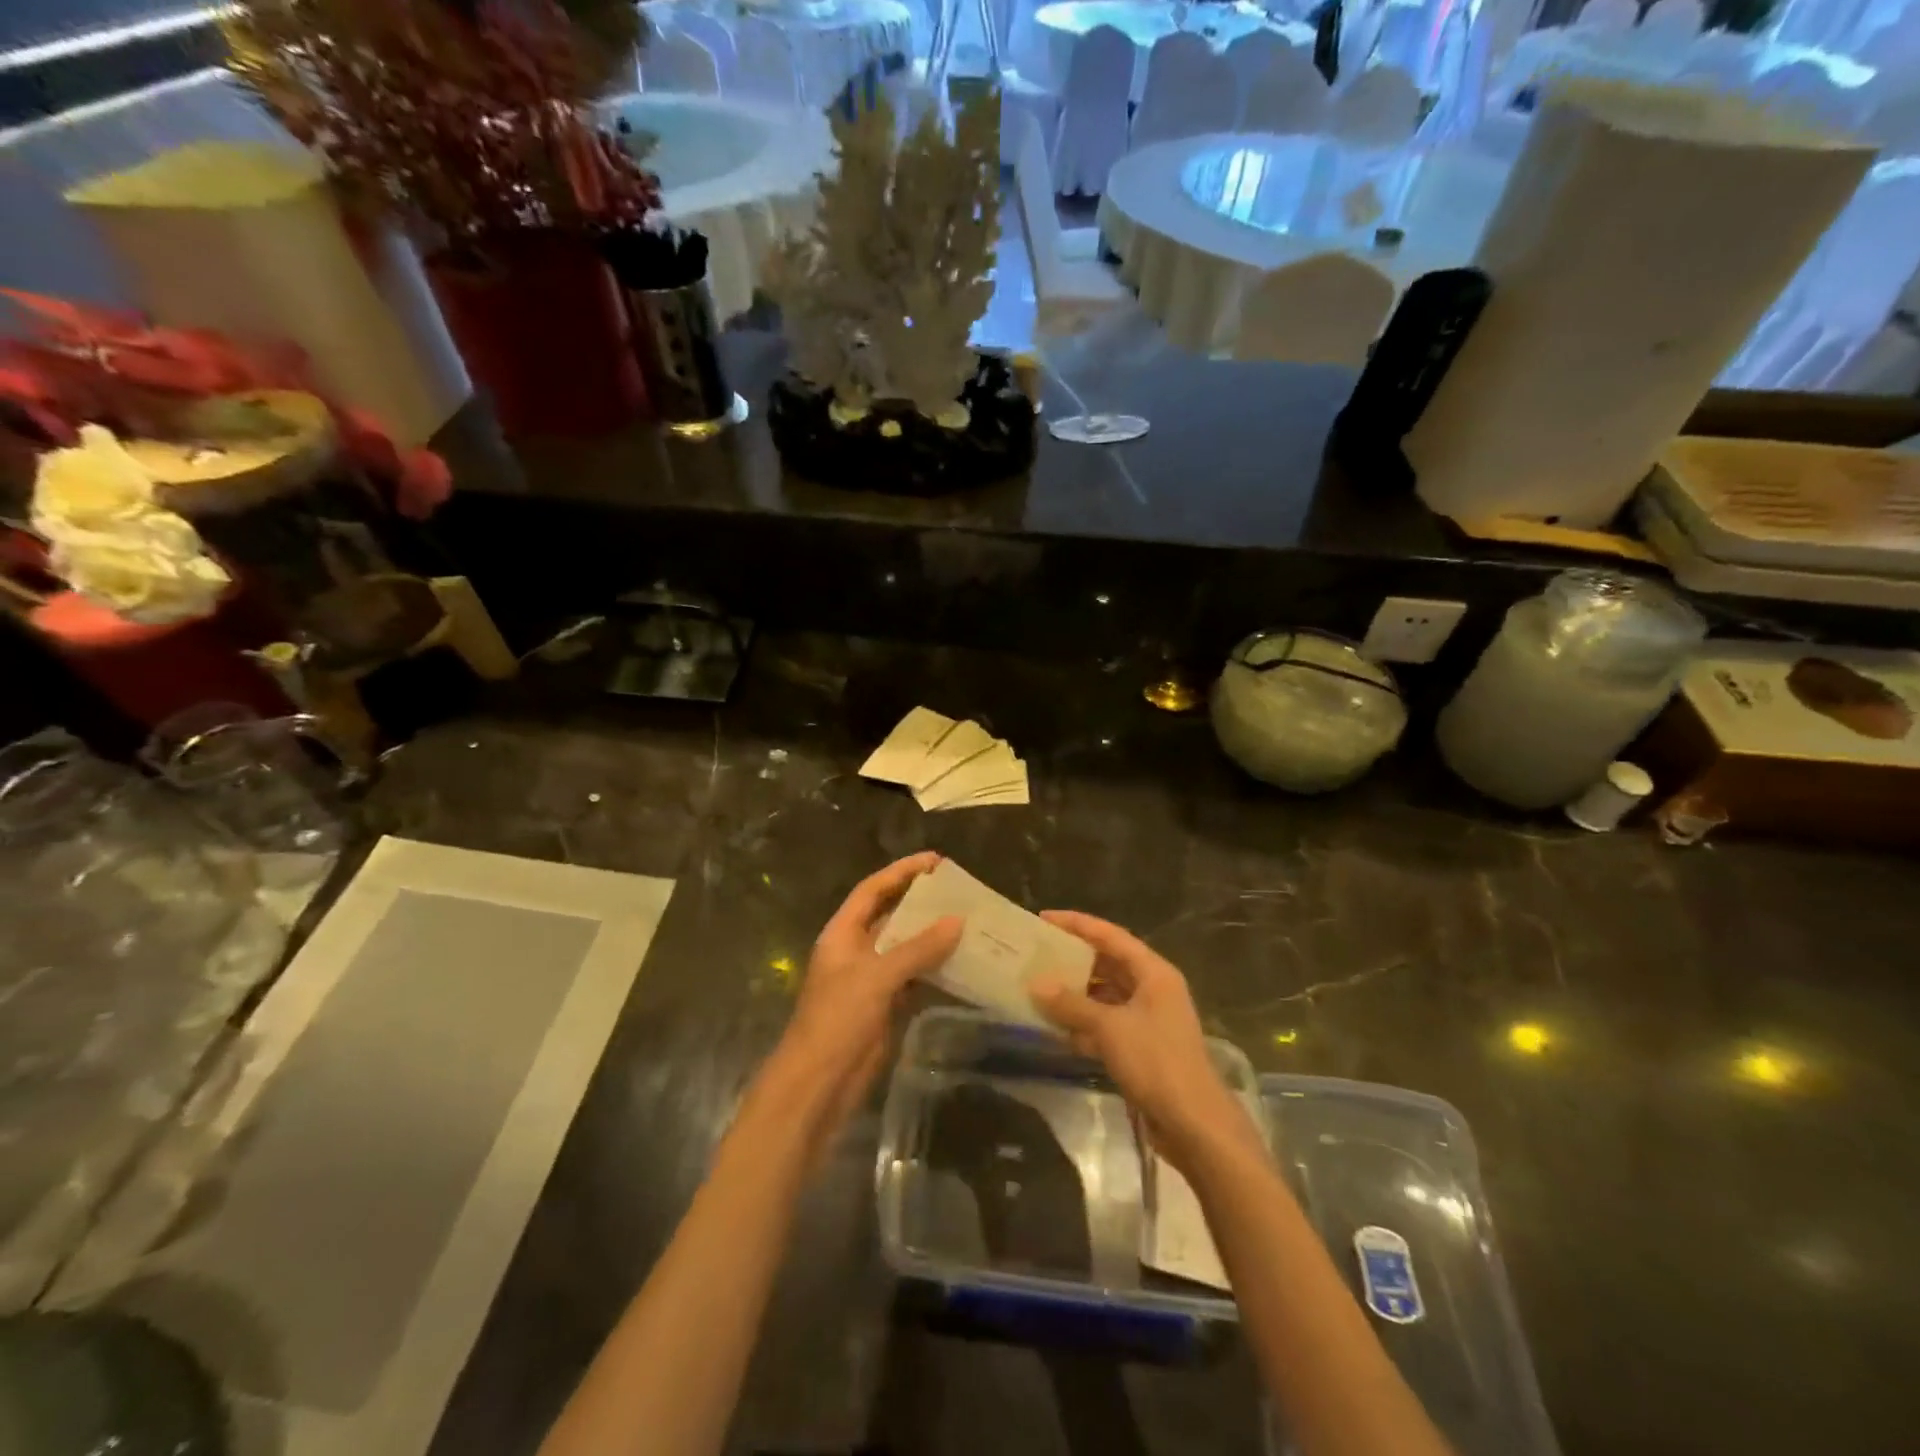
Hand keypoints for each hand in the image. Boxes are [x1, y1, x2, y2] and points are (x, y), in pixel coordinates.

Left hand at [762, 852, 960, 1147]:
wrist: (818, 1084)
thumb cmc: (838, 1019)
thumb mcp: (876, 977)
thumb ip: (918, 948)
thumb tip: (958, 920)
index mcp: (843, 933)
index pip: (873, 890)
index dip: (901, 872)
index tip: (936, 861)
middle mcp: (857, 950)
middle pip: (893, 916)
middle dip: (923, 903)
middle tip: (962, 891)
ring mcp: (871, 980)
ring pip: (907, 948)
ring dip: (934, 937)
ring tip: (971, 922)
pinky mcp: (886, 1007)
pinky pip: (916, 979)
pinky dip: (937, 970)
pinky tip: (965, 963)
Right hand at [1030, 911, 1260, 1170]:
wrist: (1194, 1124)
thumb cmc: (1156, 1063)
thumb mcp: (1110, 1028)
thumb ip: (1072, 1004)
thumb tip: (1036, 984)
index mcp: (1154, 973)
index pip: (1111, 936)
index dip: (1078, 924)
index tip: (1045, 918)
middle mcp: (1154, 990)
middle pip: (1109, 964)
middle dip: (1074, 959)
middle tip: (1038, 953)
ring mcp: (1149, 1020)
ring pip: (1106, 996)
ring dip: (1076, 994)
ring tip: (1040, 988)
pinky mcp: (1143, 1048)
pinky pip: (1107, 1024)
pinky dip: (1084, 1024)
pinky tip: (1057, 1028)